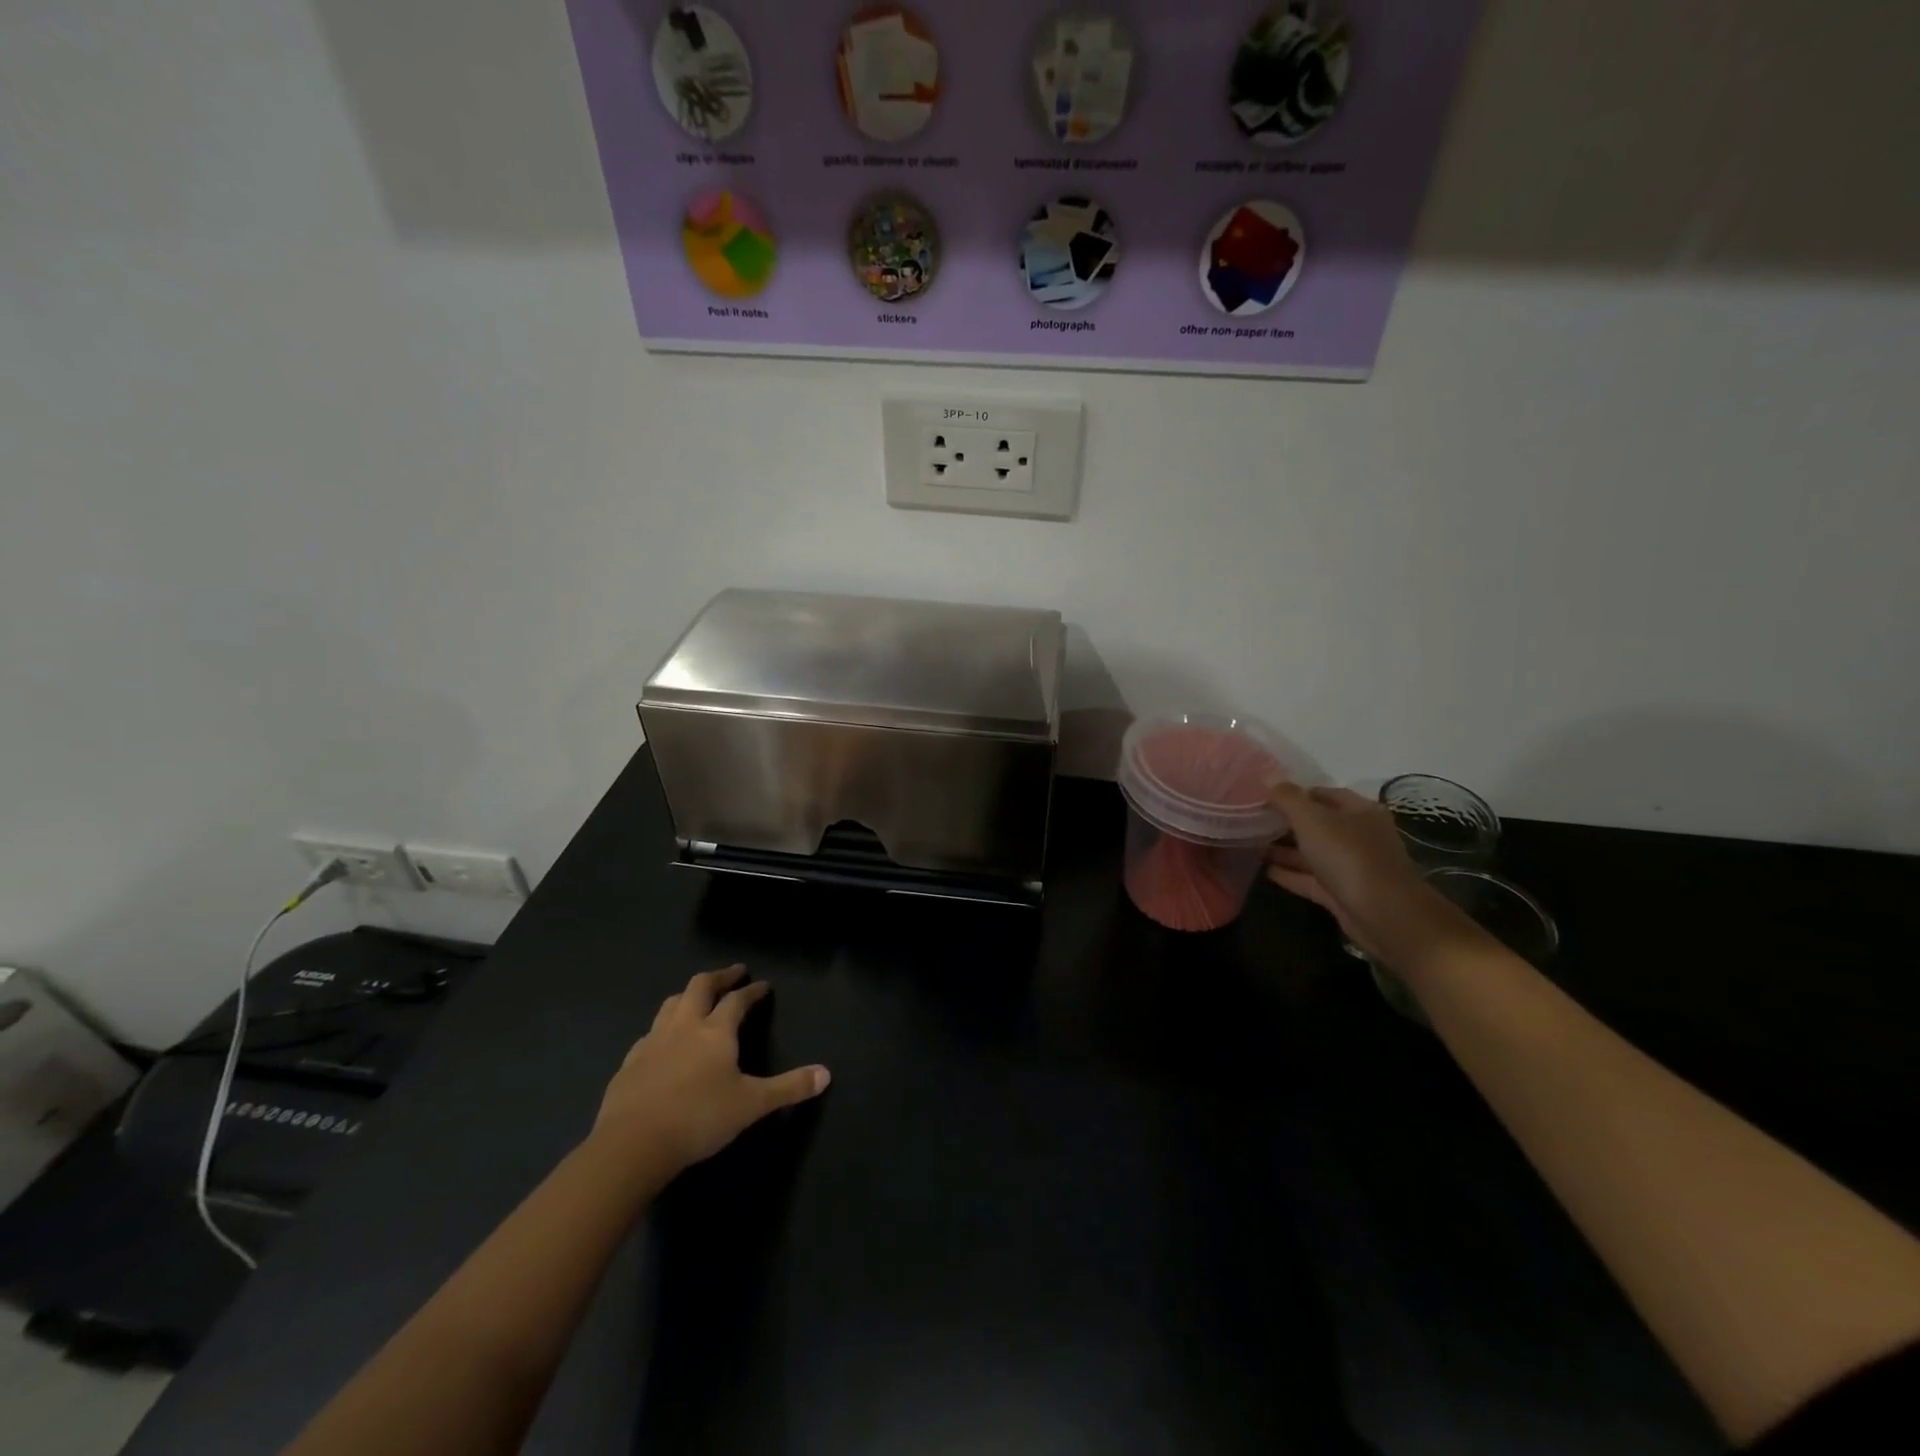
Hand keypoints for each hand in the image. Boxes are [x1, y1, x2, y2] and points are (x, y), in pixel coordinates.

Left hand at [593, 965, 829, 1173]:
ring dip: (688, 995)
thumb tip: (826, 1074)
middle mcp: (684, 1026)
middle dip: (719, 977)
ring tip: (698, 998)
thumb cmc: (699, 1118)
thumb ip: (788, 1087)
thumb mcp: (752, 1105)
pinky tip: (664, 1041)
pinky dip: (664, 1026)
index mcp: (715, 1031)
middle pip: (700, 987)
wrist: (632, 1144)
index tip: (762, 985)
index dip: (752, 991)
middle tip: (733, 974)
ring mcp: (653, 1041)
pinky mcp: (630, 1062)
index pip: (737, 1000)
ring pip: (671, 1004)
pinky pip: (650, 1032)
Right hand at [1265, 784, 1439, 962]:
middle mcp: (1360, 836)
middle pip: (1318, 824)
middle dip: (1287, 823)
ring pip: (1314, 853)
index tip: (1264, 796)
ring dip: (1286, 850)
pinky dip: (1291, 874)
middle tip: (1253, 821)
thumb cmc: (1348, 856)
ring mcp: (1353, 867)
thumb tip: (1268, 777)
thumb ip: (1287, 798)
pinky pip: (1312, 879)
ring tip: (1252, 844)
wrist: (1383, 914)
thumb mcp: (1312, 819)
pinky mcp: (1344, 893)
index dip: (1295, 793)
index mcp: (1360, 811)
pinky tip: (1265, 871)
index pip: (1323, 794)